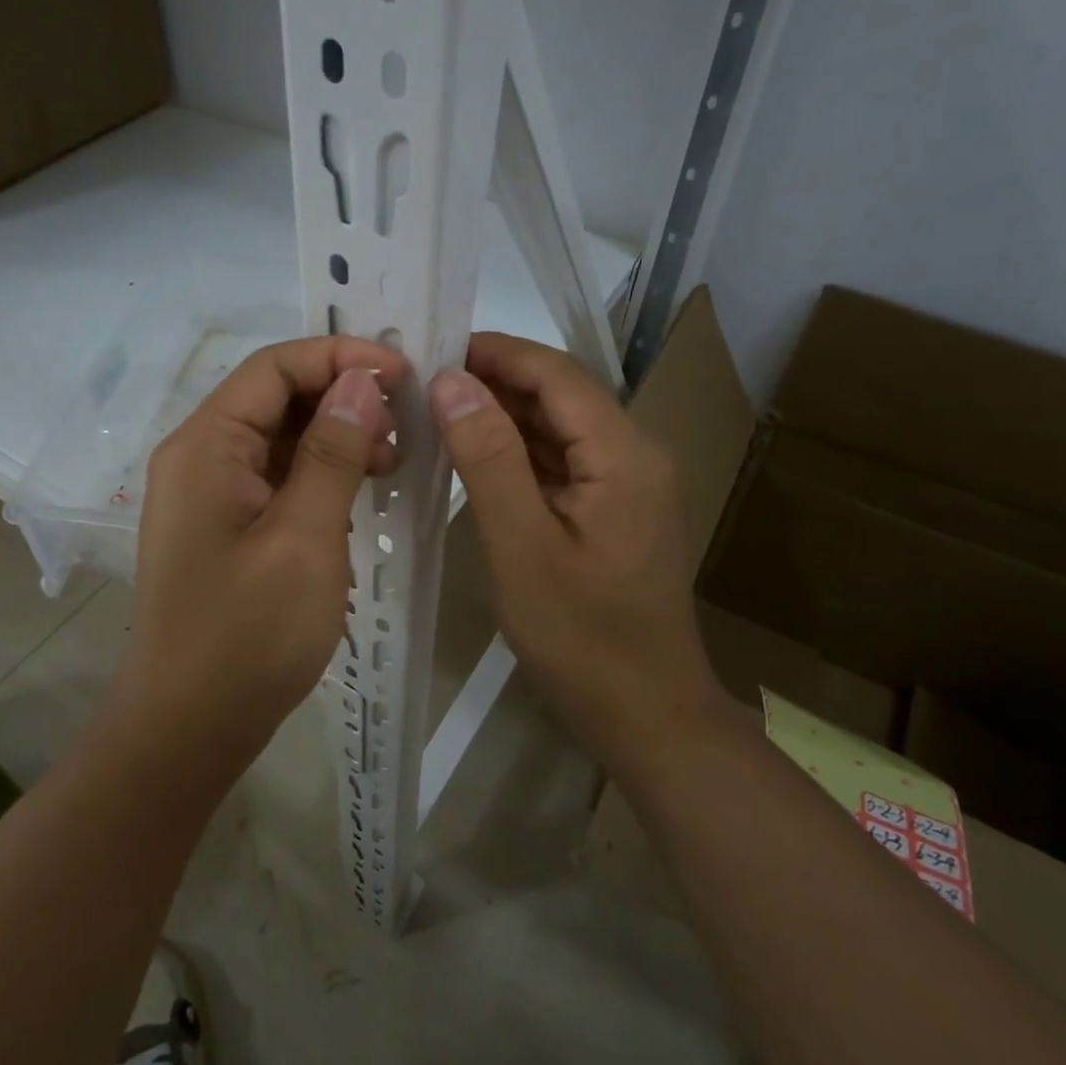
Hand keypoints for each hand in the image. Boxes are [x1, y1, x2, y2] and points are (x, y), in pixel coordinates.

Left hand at [120, 336, 406, 759]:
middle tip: (405, 422)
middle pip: (275, 397)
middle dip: (342, 396)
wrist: (188, 729)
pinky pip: (278, 478)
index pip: (274, 367)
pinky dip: (322, 473)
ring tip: (392, 459)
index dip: (339, 356)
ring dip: (337, 436)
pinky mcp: (227, 527)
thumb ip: (332, 453)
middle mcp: (201, 457)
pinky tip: (362, 490)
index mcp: (206, 445)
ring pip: (280, 438)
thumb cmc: (246, 634)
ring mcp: (211, 495)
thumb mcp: (303, 538)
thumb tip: (361, 382)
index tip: (402, 372)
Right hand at [428, 333, 721, 769]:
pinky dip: (516, 453)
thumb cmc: (582, 638)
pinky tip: (471, 455)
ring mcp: (626, 483)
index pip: (556, 373)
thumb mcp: (521, 546)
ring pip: (557, 428)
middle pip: (559, 395)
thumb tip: (450, 381)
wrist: (646, 716)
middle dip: (493, 382)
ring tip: (434, 411)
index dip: (496, 353)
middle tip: (420, 382)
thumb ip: (487, 457)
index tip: (432, 348)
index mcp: (624, 454)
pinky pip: (560, 463)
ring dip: (500, 416)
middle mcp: (634, 454)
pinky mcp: (612, 509)